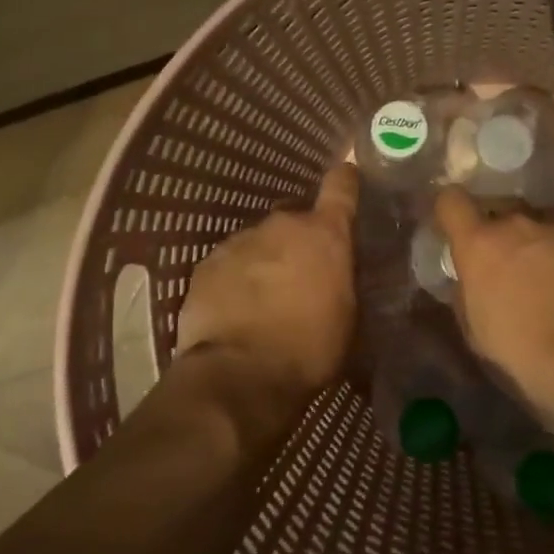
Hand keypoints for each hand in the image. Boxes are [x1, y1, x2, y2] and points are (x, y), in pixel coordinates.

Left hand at [176, 164, 359, 395]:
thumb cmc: (309, 348)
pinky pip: (228, 264)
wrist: (240, 374)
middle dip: (298, 241)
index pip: (341, 186)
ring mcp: (239, 241)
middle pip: (294, 220)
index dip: (345, 181)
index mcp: (325, 234)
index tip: (347, 179)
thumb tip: (338, 272)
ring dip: (264, 261)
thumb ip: (342, 279)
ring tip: (263, 298)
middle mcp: (282, 225)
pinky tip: (235, 309)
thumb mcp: (347, 316)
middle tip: (300, 274)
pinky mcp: (206, 264)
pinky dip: (234, 279)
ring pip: (258, 243)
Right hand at [434, 187, 553, 421]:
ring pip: (537, 221)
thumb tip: (471, 276)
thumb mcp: (475, 326)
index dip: (452, 212)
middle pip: (499, 208)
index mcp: (479, 243)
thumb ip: (467, 289)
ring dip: (535, 239)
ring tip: (547, 271)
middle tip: (506, 260)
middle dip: (499, 230)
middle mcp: (517, 222)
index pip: (451, 201)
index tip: (457, 228)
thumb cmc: (522, 348)